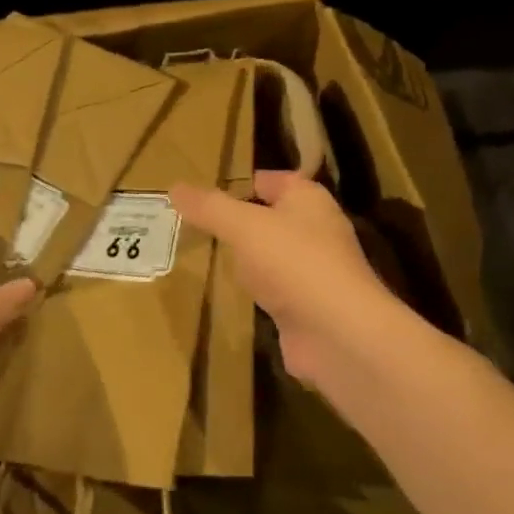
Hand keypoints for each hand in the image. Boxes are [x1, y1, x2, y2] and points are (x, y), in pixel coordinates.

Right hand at [171, 171, 408, 389]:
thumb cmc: (293, 263)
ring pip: (271, 256)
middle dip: (239, 222)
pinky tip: (231, 294)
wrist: (338, 334)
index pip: (272, 180)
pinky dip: (255, 292)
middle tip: (196, 225)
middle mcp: (316, 230)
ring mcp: (314, 272)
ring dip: (247, 259)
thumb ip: (209, 207)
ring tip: (207, 256)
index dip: (241, 182)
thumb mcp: (243, 226)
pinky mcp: (308, 307)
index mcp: (308, 200)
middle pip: (271, 218)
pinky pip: (274, 290)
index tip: (205, 193)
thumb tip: (174, 187)